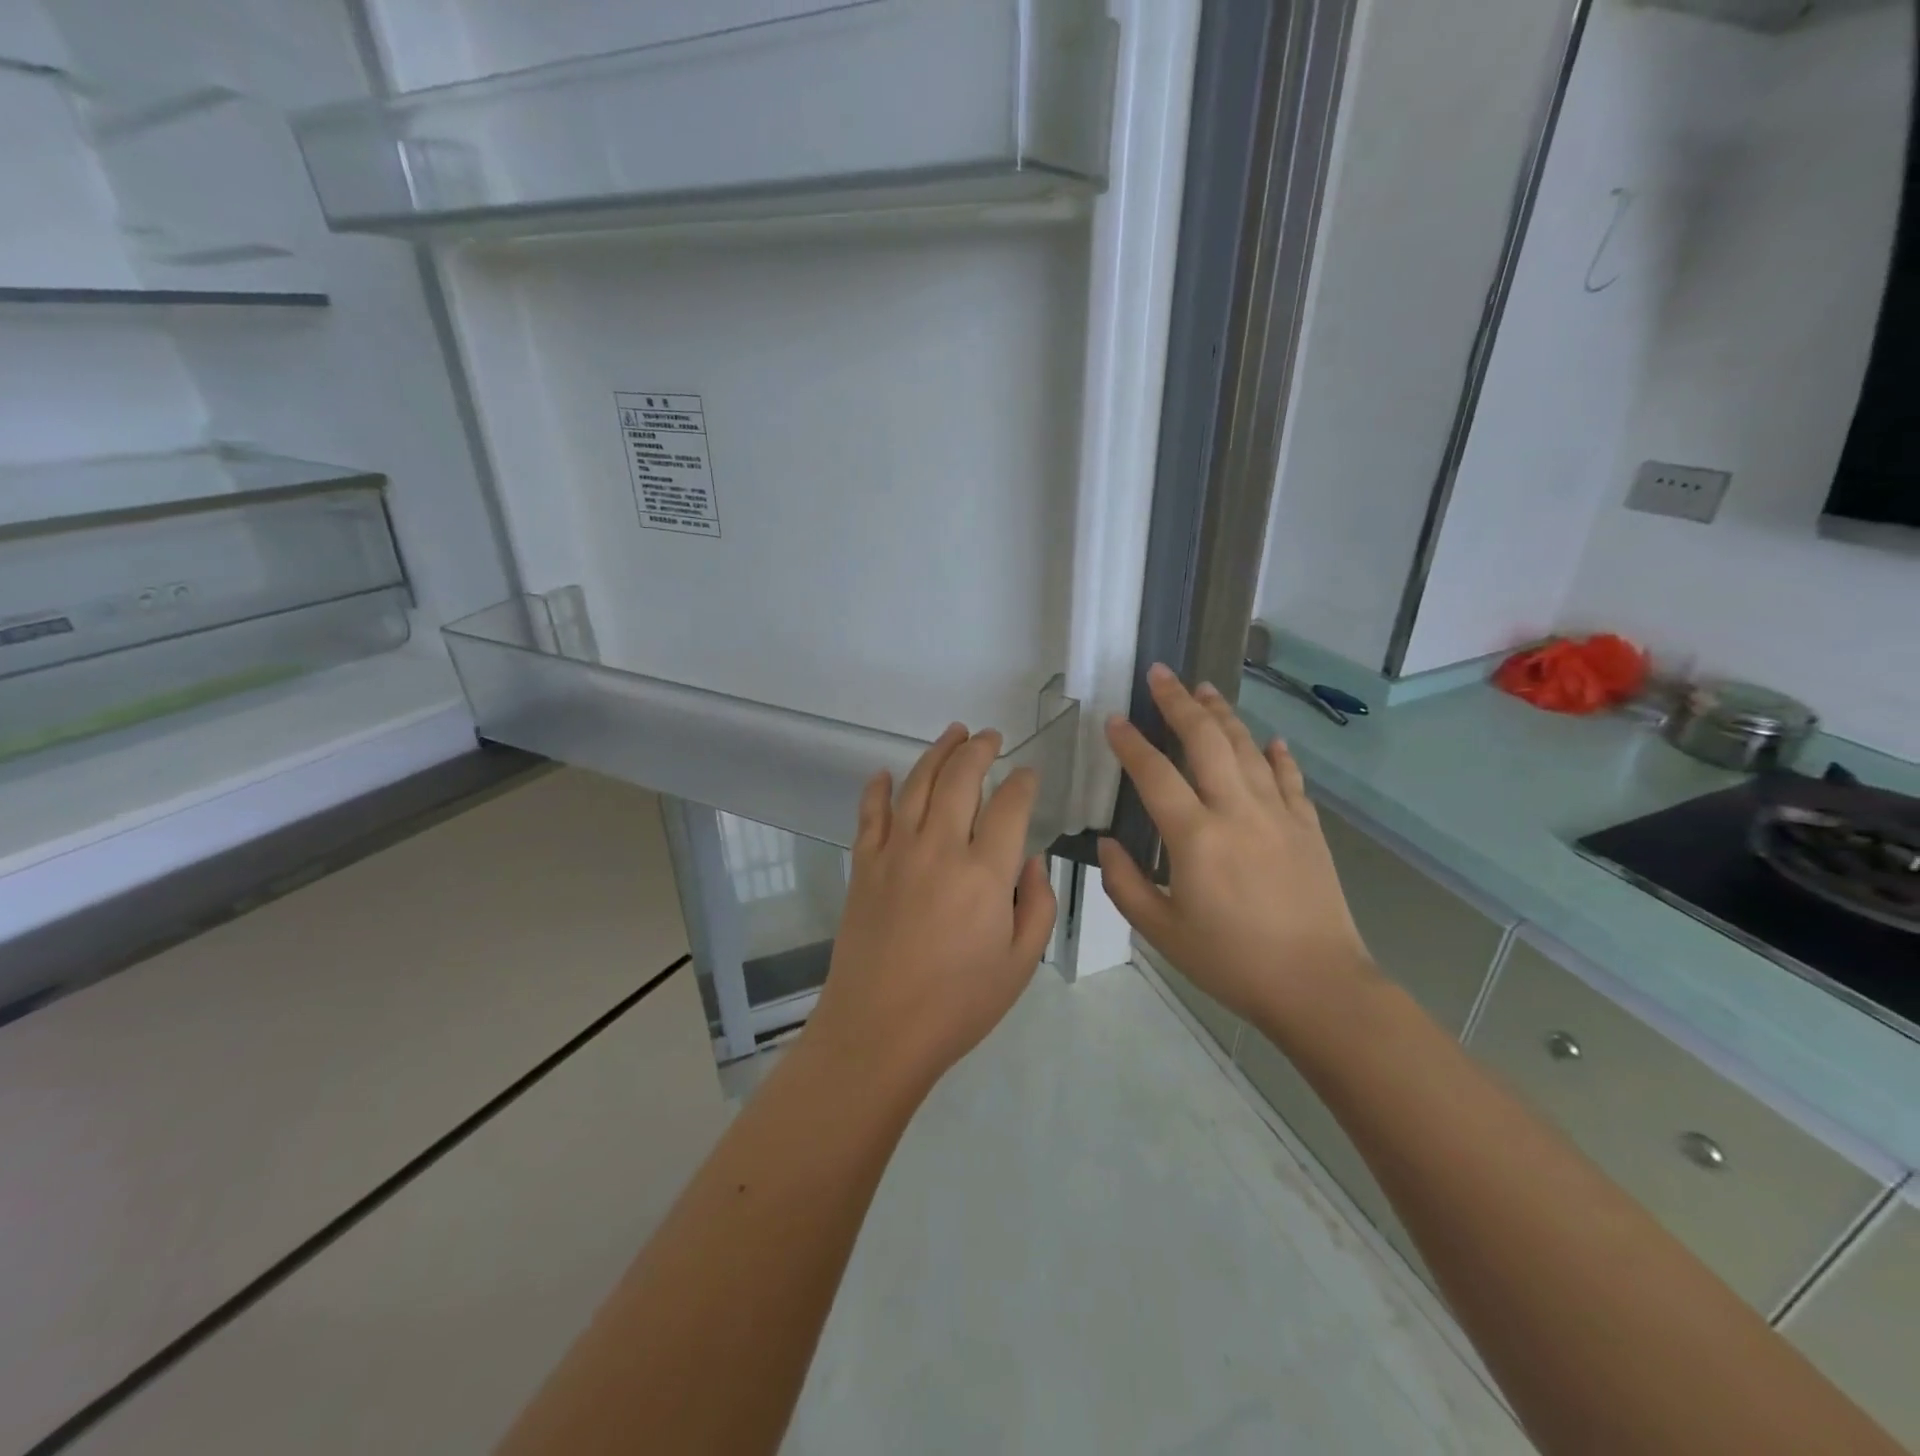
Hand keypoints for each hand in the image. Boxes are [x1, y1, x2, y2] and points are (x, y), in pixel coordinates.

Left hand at [807, 724, 1056, 1091]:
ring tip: (953, 733)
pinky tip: (885, 774)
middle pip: (960, 779)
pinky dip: (878, 789)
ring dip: (937, 753)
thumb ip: (1037, 904)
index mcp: (985, 873)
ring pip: (917, 784)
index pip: (1009, 806)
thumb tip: (1029, 859)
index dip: (1023, 783)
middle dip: (980, 750)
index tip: (1029, 775)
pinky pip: (870, 814)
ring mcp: (895, 852)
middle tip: (991, 737)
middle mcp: (939, 848)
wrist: (878, 1030)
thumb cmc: (958, 1004)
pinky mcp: (863, 866)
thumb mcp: (1020, 963)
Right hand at [1096, 665, 1373, 1026]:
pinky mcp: (1308, 827)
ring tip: (1205, 688)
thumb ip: (1126, 883)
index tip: (1114, 720)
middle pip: (1205, 740)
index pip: (1154, 774)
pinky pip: (1289, 778)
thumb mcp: (1162, 931)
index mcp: (1196, 837)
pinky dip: (1276, 754)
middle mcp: (1237, 811)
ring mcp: (1278, 814)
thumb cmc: (1231, 961)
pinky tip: (1269, 739)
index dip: (1130, 743)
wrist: (1318, 985)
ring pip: (1248, 747)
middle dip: (1179, 702)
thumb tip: (1107, 843)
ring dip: (1223, 713)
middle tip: (1161, 674)